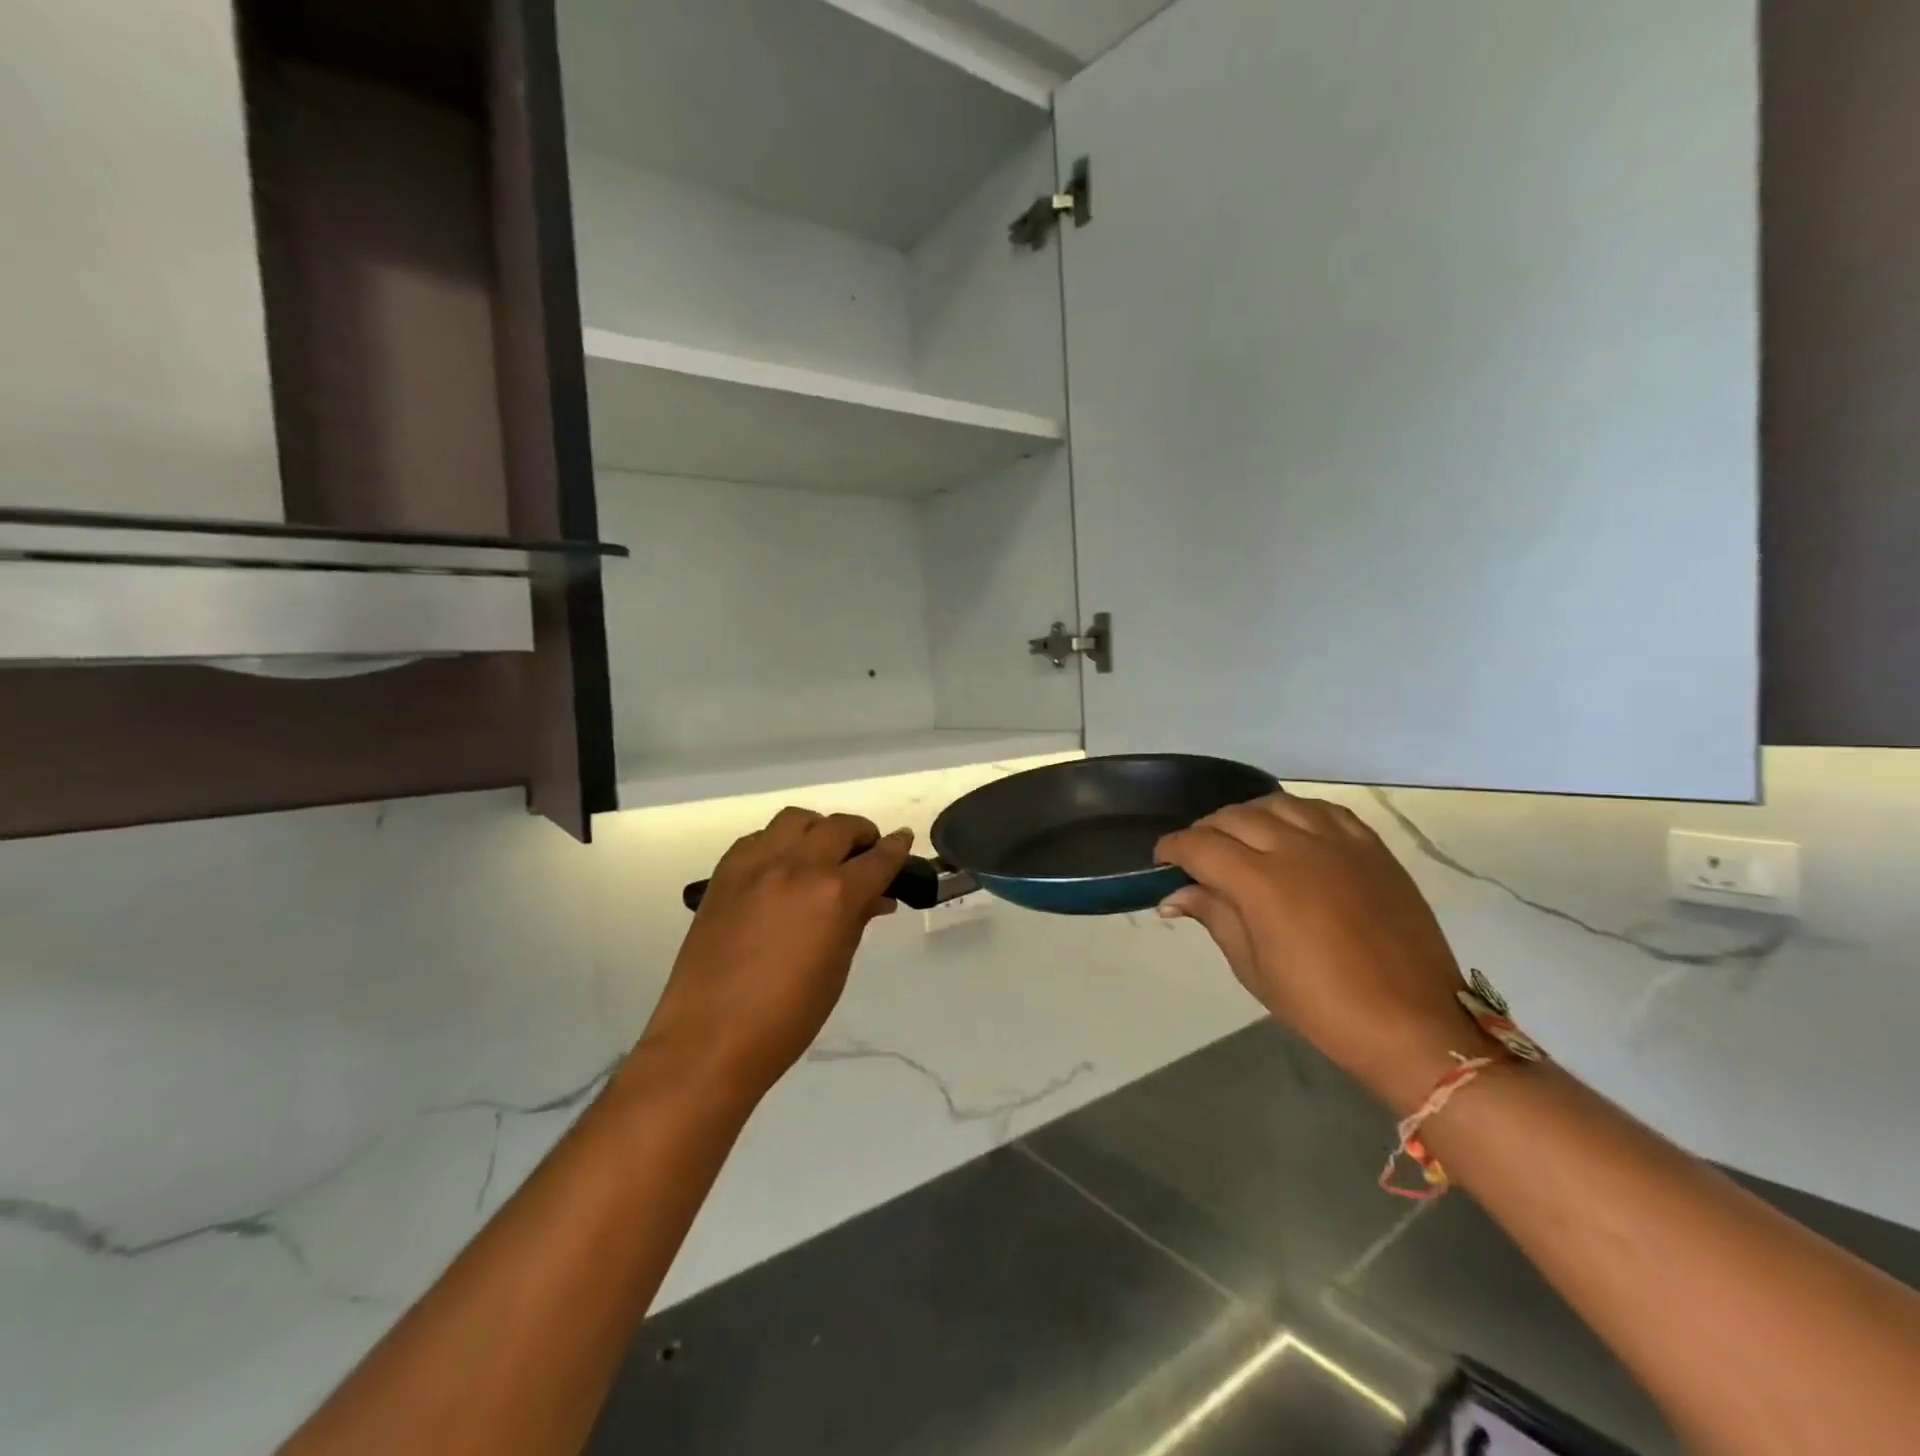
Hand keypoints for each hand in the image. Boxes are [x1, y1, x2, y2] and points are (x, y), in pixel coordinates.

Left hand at [636, 808, 912, 1104]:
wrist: (710, 1038)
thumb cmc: (787, 1017)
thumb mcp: (836, 969)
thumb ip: (856, 922)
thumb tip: (874, 898)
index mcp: (834, 895)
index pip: (877, 859)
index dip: (896, 849)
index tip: (903, 841)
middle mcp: (797, 867)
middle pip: (839, 828)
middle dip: (861, 835)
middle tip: (866, 852)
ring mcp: (756, 865)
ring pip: (796, 820)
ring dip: (818, 830)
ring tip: (821, 852)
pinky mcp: (725, 873)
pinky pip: (759, 838)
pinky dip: (778, 843)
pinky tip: (780, 868)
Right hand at [1155, 794, 1496, 1112]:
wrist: (1412, 1024)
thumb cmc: (1321, 1006)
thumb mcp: (1252, 968)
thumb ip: (1214, 916)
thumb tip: (1175, 894)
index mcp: (1261, 883)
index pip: (1200, 846)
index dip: (1173, 849)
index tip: (1162, 862)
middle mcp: (1296, 849)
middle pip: (1233, 818)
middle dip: (1205, 833)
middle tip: (1198, 858)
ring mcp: (1338, 843)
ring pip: (1276, 804)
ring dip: (1248, 817)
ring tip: (1242, 840)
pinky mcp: (1371, 847)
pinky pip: (1323, 811)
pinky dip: (1296, 814)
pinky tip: (1291, 832)